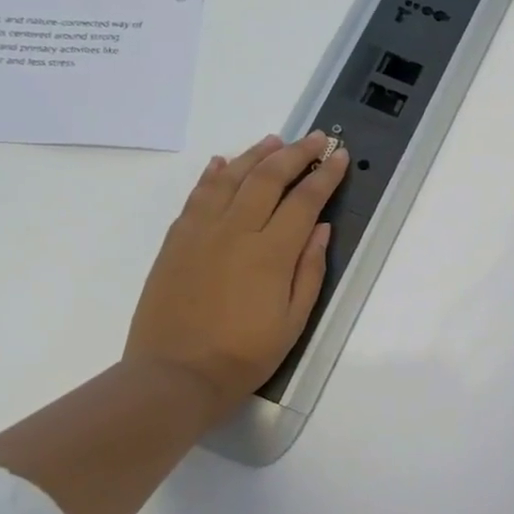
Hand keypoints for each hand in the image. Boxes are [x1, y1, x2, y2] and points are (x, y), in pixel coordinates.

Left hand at [125, 133, 348, 423]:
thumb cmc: (244, 354)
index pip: (305, 201)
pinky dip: (213, 175)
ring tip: (275, 141)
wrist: (174, 374)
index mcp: (271, 253)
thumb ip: (309, 270)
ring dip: (255, 155)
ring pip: (230, 178)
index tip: (339, 156)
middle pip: (268, 178)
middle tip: (316, 138)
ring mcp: (200, 232)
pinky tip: (223, 164)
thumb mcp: (294, 320)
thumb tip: (321, 229)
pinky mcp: (176, 241)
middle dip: (296, 154)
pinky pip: (197, 196)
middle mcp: (236, 231)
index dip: (325, 176)